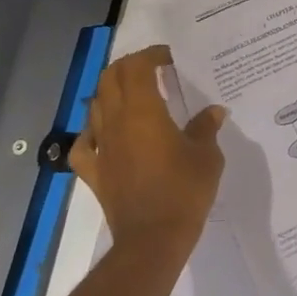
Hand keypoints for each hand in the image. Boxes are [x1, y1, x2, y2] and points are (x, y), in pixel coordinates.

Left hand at [69, 44, 225, 260]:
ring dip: (111, 93)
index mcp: (143, 111)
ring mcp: (101, 148)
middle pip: (111, 79)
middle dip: (129, 67)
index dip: (151, 55)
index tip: (169, 58)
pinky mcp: (93, 173)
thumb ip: (206, 128)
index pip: (137, 67)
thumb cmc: (184, 190)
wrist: (152, 240)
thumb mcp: (207, 155)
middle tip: (152, 69)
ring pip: (95, 106)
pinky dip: (91, 133)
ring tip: (133, 96)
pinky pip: (83, 145)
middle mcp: (116, 122)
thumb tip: (213, 112)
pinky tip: (104, 135)